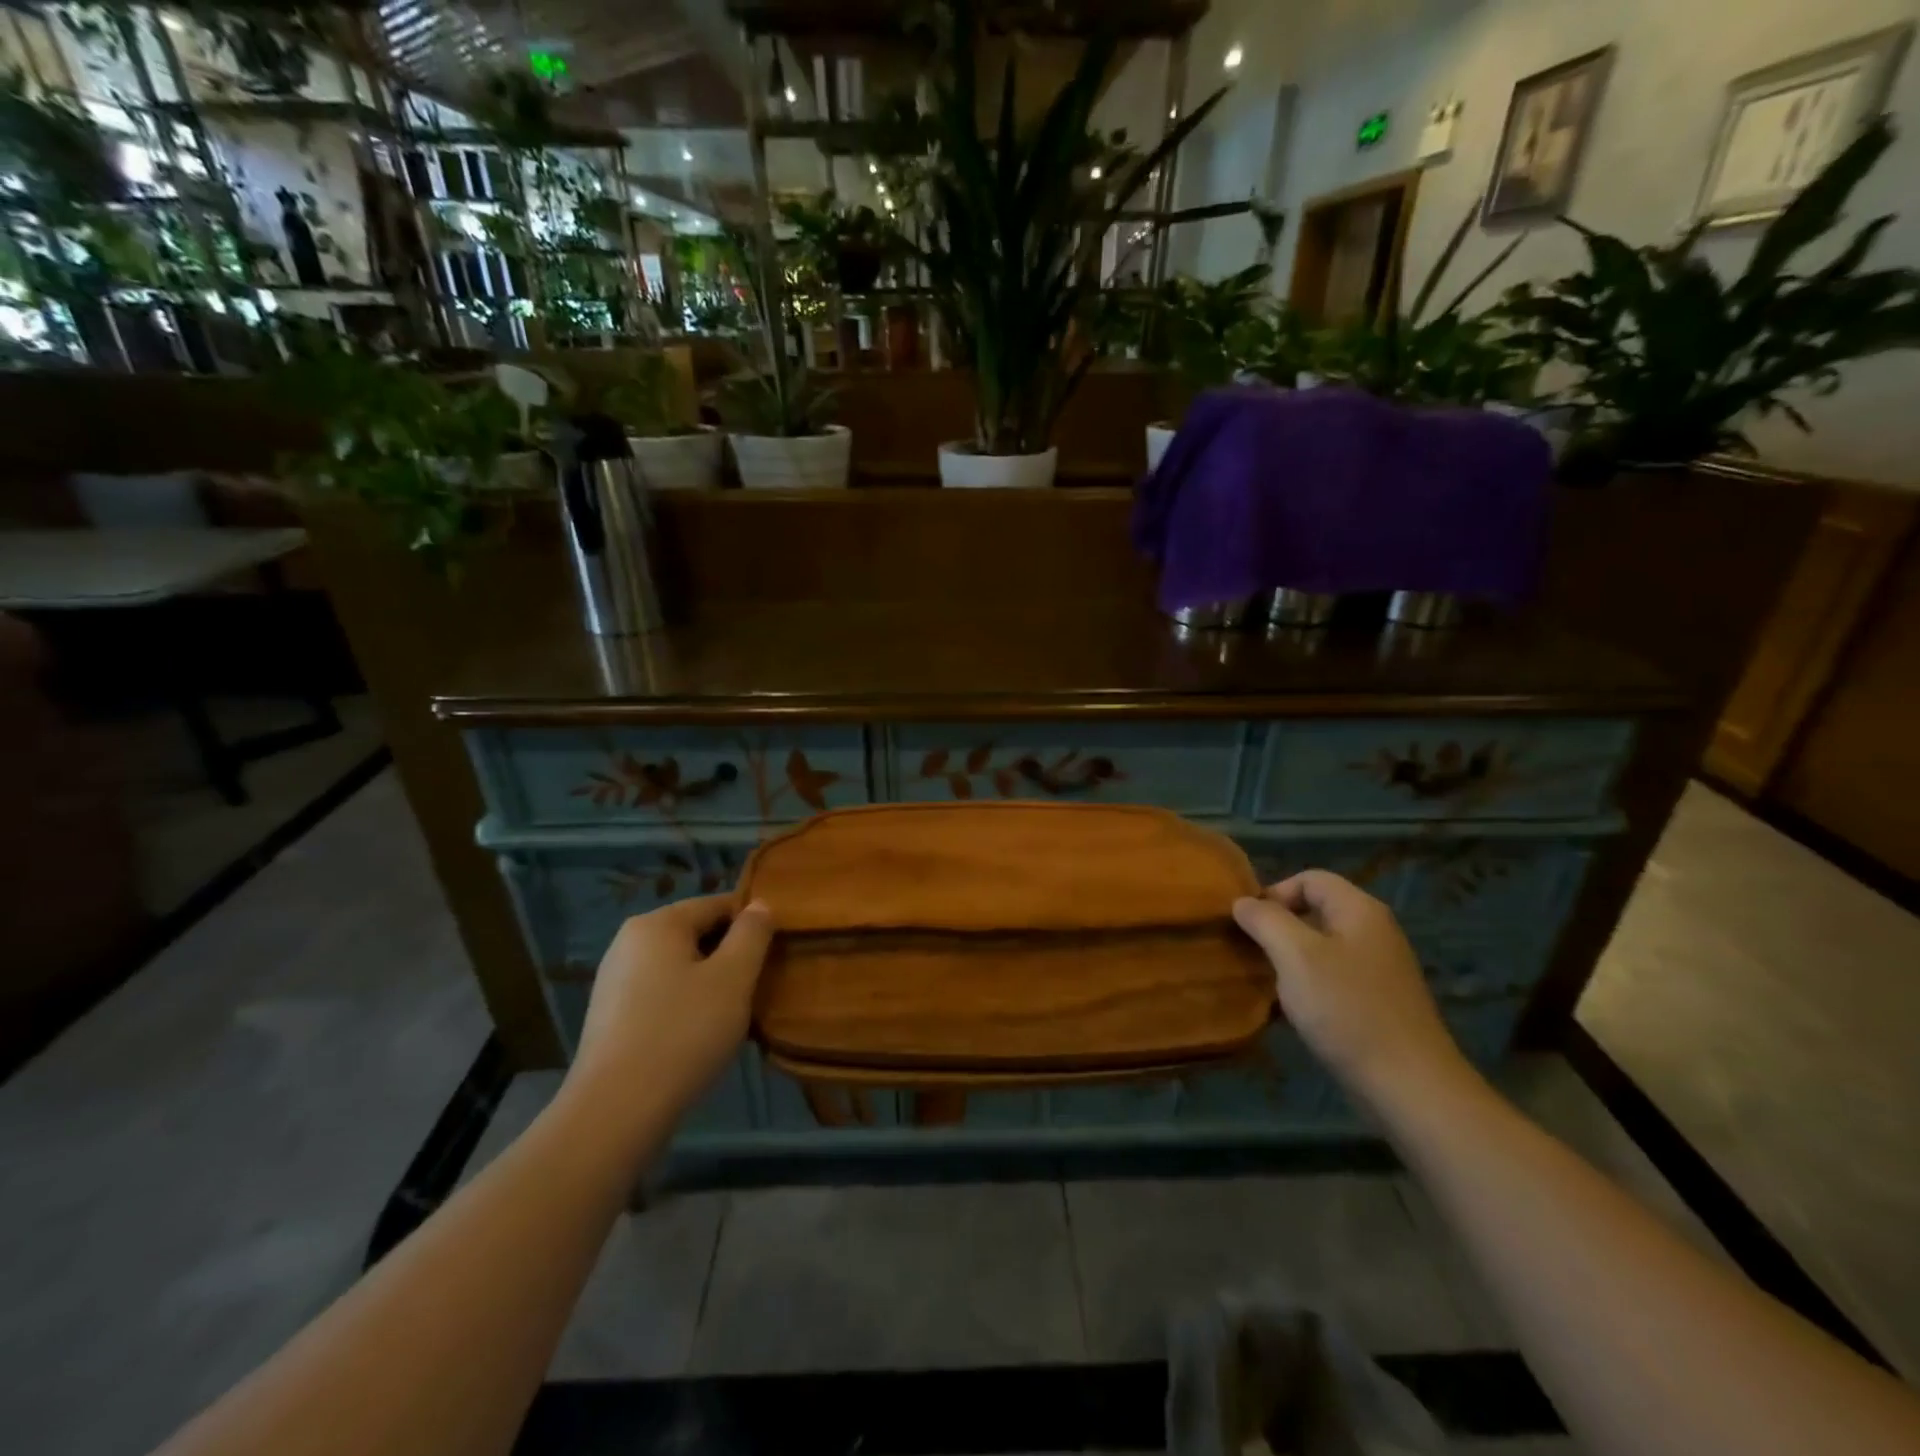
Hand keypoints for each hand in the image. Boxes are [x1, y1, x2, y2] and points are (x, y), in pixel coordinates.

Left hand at [569, 895, 775, 1120]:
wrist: (615, 1112)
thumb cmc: (683, 1033)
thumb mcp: (733, 978)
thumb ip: (752, 934)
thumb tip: (759, 905)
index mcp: (657, 924)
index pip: (717, 904)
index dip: (752, 921)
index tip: (777, 949)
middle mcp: (628, 942)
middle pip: (695, 934)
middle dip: (730, 954)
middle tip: (760, 984)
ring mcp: (614, 981)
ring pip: (679, 967)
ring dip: (710, 982)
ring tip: (736, 1013)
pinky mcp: (610, 1018)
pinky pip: (661, 995)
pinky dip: (686, 1005)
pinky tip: (701, 1035)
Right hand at [1233, 870, 1471, 1107]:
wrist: (1408, 1086)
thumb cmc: (1347, 1009)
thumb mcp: (1295, 955)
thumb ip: (1265, 920)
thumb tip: (1242, 903)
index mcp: (1360, 910)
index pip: (1310, 878)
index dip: (1275, 893)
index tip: (1249, 925)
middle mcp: (1374, 932)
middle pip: (1316, 910)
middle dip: (1279, 927)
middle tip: (1252, 953)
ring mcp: (1379, 969)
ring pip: (1322, 947)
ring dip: (1290, 959)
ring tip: (1267, 982)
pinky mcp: (1378, 1002)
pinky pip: (1333, 978)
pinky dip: (1309, 986)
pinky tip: (1293, 1010)